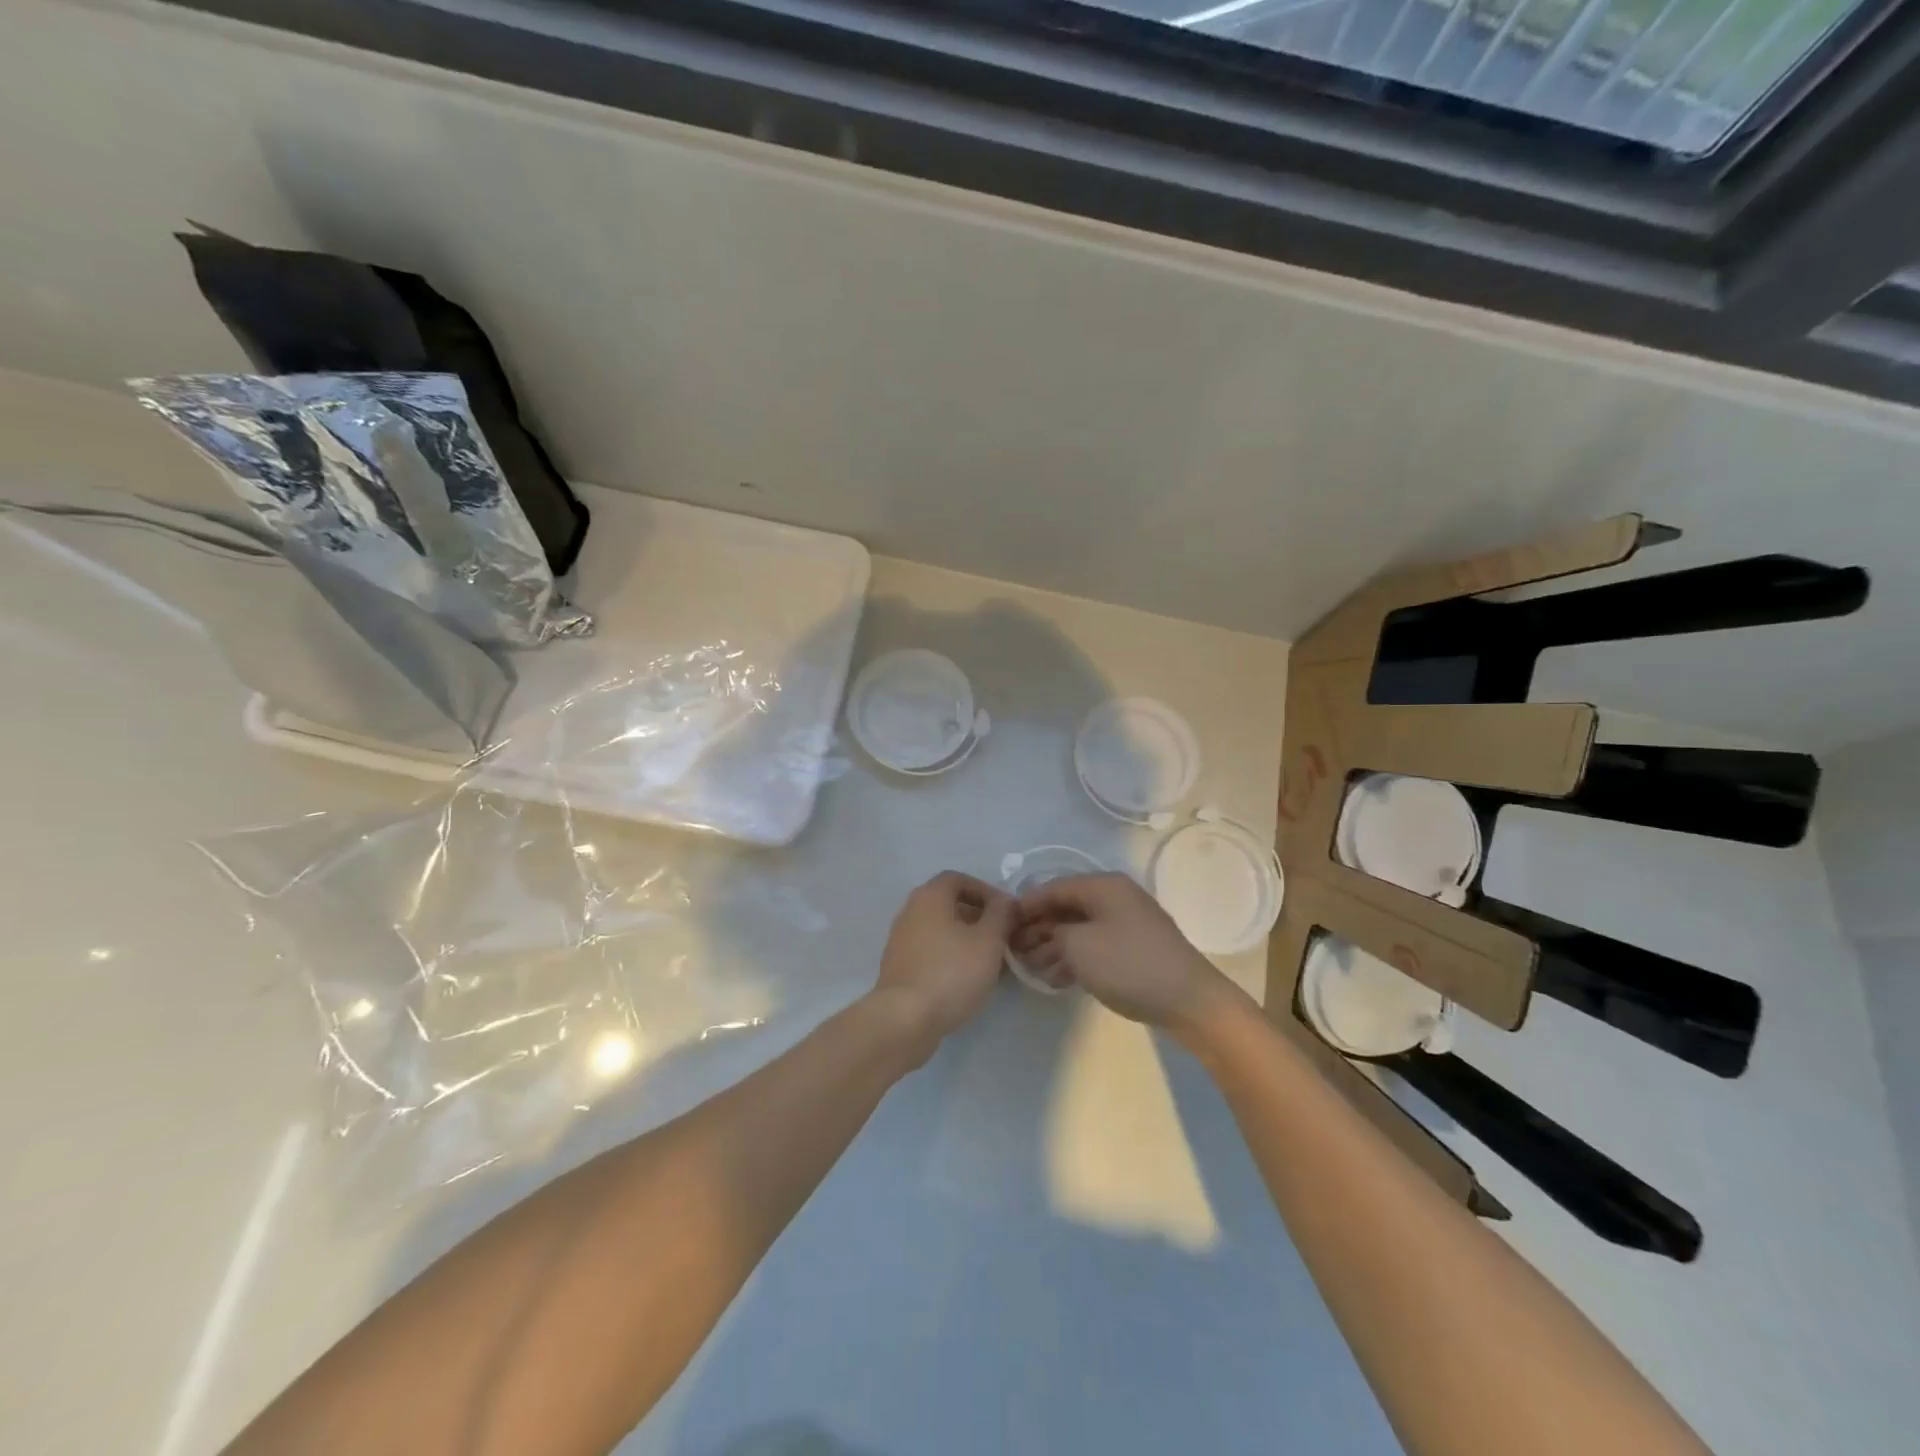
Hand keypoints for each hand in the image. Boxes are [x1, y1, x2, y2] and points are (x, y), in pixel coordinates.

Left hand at [872, 871, 1016, 1056]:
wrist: (904, 1019)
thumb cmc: (951, 972)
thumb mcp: (988, 941)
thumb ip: (1001, 915)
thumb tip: (1005, 901)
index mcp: (930, 897)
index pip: (959, 879)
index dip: (986, 891)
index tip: (1006, 912)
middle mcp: (910, 911)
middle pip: (948, 905)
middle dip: (978, 917)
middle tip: (1002, 937)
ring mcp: (900, 941)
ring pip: (940, 930)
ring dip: (966, 940)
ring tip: (990, 961)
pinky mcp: (899, 968)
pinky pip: (930, 952)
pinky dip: (950, 957)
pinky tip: (968, 979)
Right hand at [1011, 873, 1242, 1035]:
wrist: (1189, 1001)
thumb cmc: (1128, 965)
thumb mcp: (1079, 946)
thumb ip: (1053, 932)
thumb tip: (1046, 931)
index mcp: (1104, 886)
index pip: (1054, 888)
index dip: (1026, 905)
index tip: (1002, 926)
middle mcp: (1116, 897)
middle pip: (1067, 907)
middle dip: (1039, 929)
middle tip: (1015, 953)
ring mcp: (1128, 924)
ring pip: (1081, 929)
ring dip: (1054, 947)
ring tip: (1033, 970)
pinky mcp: (1136, 949)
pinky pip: (1096, 946)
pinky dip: (1075, 958)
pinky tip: (1058, 980)